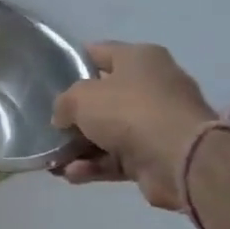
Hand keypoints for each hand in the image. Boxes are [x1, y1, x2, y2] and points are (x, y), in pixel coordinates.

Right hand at [51, 42, 216, 209]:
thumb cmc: (129, 111)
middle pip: (103, 97)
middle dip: (75, 115)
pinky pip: (118, 158)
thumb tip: (64, 118)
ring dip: (80, 147)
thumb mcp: (80, 97)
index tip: (49, 78)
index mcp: (140, 59)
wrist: (180, 159)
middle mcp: (152, 86)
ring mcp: (157, 122)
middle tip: (51, 125)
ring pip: (108, 132)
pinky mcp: (157, 154)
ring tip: (54, 161)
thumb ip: (64, 103)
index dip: (73, 63)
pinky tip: (72, 175)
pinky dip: (95, 166)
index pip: (98, 53)